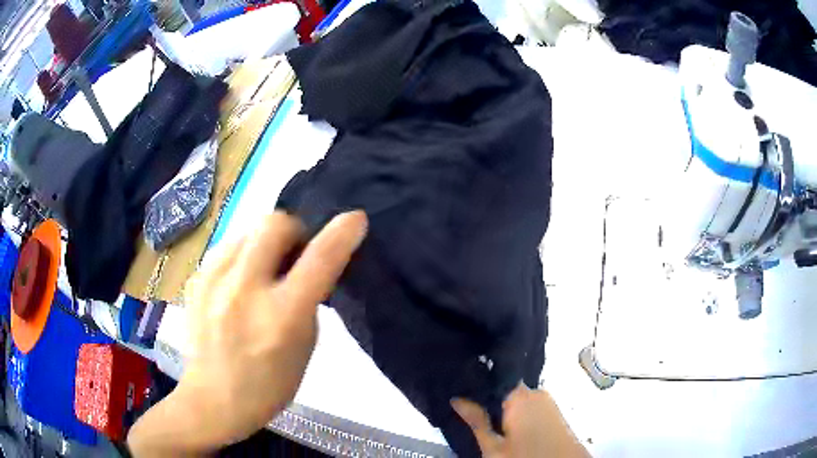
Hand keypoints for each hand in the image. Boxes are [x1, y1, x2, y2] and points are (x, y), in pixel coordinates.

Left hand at [128, 210, 366, 455]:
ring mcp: (213, 281)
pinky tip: (240, 283)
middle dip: (294, 230)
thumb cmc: (268, 386)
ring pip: (248, 230)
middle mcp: (244, 290)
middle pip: (274, 223)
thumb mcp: (304, 348)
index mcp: (281, 317)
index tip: (355, 220)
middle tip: (295, 256)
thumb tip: (308, 266)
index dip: (342, 234)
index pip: (319, 260)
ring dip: (266, 244)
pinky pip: (228, 248)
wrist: (211, 399)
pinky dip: (244, 256)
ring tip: (264, 272)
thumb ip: (309, 302)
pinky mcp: (196, 280)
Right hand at [452, 385, 589, 457]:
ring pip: (517, 398)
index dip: (475, 384)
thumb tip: (456, 399)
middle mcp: (536, 392)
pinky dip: (517, 412)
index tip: (459, 391)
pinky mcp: (553, 410)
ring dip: (503, 407)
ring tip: (486, 420)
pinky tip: (507, 426)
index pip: (493, 378)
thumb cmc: (526, 457)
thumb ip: (477, 422)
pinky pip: (529, 404)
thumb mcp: (494, 447)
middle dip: (489, 399)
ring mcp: (547, 400)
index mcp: (520, 396)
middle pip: (505, 389)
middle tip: (469, 411)